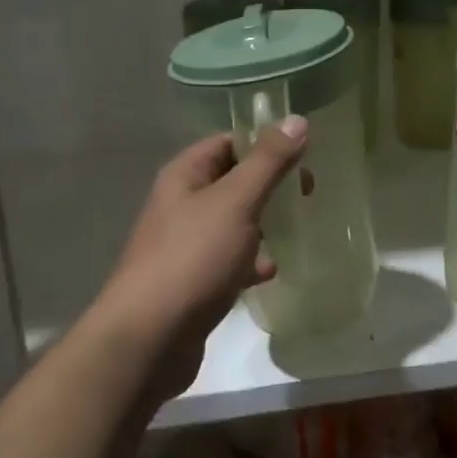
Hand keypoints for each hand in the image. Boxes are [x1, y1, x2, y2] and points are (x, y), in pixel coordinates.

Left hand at [90, 119, 307, 399]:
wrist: (149, 338)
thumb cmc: (193, 258)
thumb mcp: (235, 202)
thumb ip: (267, 162)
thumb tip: (297, 119)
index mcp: (184, 176)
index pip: (226, 142)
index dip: (262, 142)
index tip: (303, 154)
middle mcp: (180, 205)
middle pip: (231, 182)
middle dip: (269, 186)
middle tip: (307, 193)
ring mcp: (185, 245)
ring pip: (232, 223)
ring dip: (263, 225)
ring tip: (297, 230)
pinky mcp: (193, 282)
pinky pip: (228, 261)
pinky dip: (250, 263)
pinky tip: (269, 273)